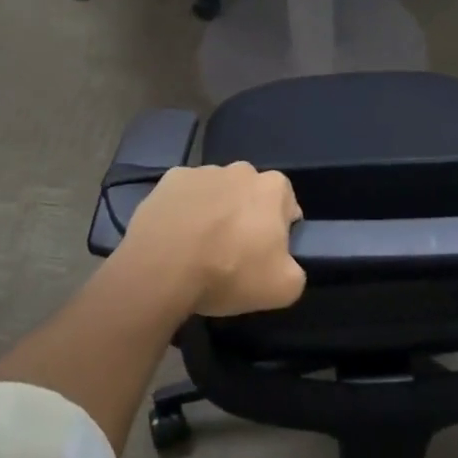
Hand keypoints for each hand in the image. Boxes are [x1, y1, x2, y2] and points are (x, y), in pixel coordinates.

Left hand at [121, 163, 305, 315]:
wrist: (162, 268)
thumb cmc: (229, 271)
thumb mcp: (283, 288)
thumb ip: (295, 271)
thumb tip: (285, 264)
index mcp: (273, 187)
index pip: (286, 205)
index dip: (278, 231)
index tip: (264, 255)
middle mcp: (240, 169)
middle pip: (250, 195)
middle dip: (246, 217)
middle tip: (232, 254)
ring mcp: (202, 171)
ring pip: (216, 193)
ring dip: (214, 213)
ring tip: (199, 249)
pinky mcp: (169, 180)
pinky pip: (184, 196)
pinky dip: (183, 211)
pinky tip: (175, 238)